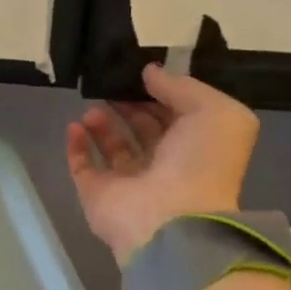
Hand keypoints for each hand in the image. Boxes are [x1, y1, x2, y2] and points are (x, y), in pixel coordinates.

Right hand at [66, 65, 259, 264]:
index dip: (161, 94)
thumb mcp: (215, 112)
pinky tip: (75, 125)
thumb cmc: (199, 163)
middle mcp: (164, 165)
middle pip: (143, 129)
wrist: (169, 216)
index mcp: (196, 147)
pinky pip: (83, 164)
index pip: (176, 115)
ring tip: (94, 108)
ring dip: (102, 123)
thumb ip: (183, 87)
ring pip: (113, 146)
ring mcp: (128, 181)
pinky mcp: (97, 192)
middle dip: (128, 105)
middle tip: (111, 86)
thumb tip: (149, 72)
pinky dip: (76, 144)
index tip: (139, 74)